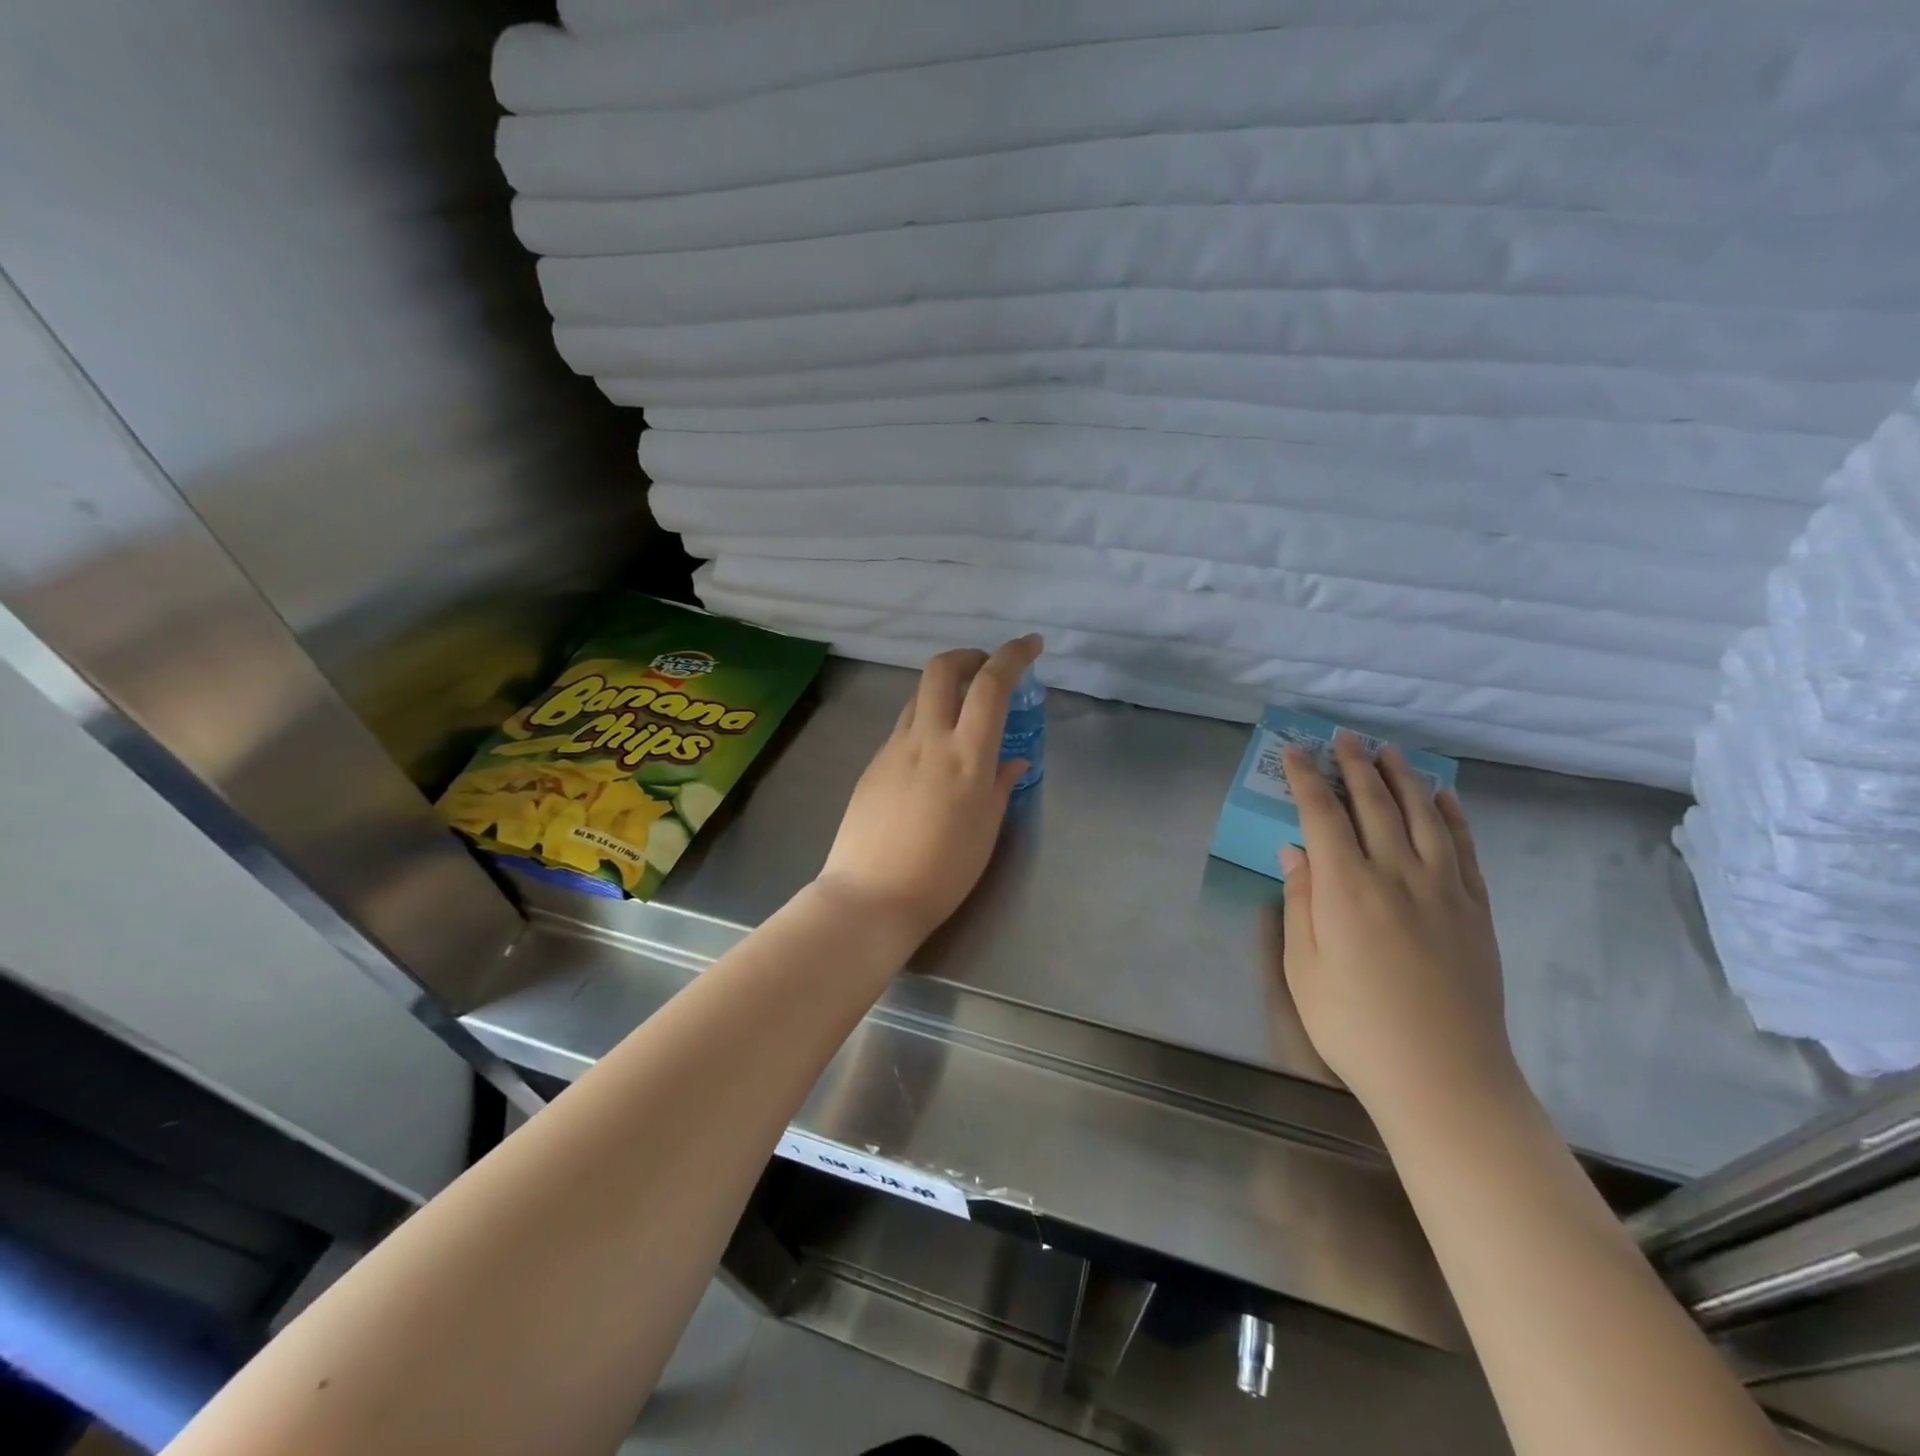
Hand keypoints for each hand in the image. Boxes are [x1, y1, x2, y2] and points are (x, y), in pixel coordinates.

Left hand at [816, 636, 1041, 946]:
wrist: (870, 896)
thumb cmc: (943, 872)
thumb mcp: (986, 830)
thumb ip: (1001, 785)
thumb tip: (1013, 759)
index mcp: (966, 756)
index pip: (991, 685)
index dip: (1013, 655)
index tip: (1031, 645)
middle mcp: (927, 740)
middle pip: (941, 668)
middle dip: (969, 656)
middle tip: (987, 671)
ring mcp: (893, 749)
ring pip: (919, 696)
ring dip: (945, 690)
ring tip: (963, 716)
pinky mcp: (872, 764)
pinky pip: (904, 728)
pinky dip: (926, 723)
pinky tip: (933, 758)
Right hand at [1273, 733, 1520, 1124]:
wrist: (1444, 1078)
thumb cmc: (1355, 1026)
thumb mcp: (1304, 968)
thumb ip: (1300, 902)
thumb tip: (1294, 852)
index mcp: (1346, 888)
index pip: (1322, 815)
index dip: (1306, 779)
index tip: (1295, 751)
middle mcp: (1396, 874)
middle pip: (1375, 804)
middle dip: (1355, 765)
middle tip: (1345, 736)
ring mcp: (1444, 889)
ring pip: (1424, 816)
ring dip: (1404, 778)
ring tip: (1390, 752)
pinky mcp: (1476, 910)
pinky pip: (1464, 848)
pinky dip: (1453, 815)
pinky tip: (1443, 797)